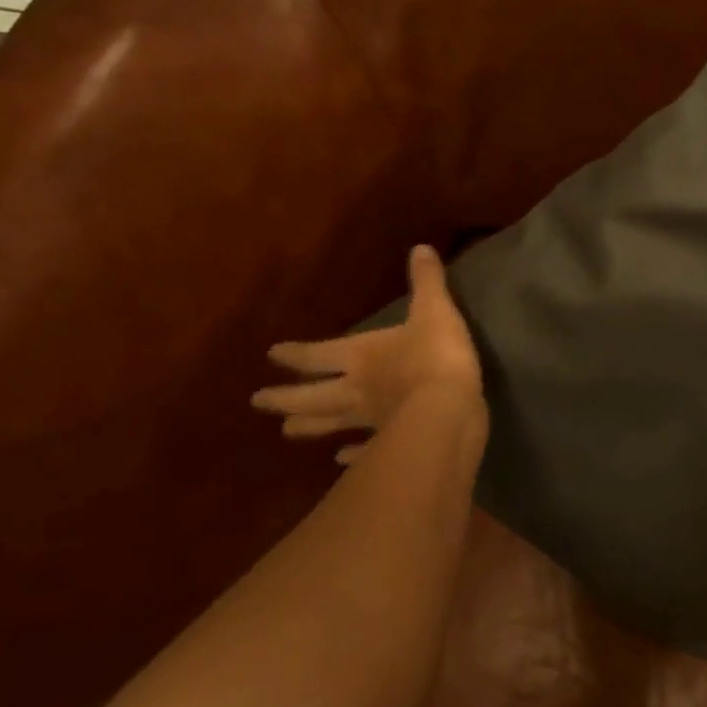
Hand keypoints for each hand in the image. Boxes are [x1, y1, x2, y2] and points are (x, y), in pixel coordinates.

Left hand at [253, 245, 481, 463]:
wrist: (449, 409)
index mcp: (360, 355)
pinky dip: (354, 454)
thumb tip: (420, 247)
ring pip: (331, 423)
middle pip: (313, 394)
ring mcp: (370, 420)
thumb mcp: (435, 310)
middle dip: (286, 397)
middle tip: (258, 401)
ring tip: (287, 431)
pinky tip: (343, 459)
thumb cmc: (436, 355)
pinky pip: (366, 449)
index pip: (318, 355)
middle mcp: (356, 389)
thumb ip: (426, 281)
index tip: (271, 355)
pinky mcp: (390, 443)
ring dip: (310, 426)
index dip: (295, 354)